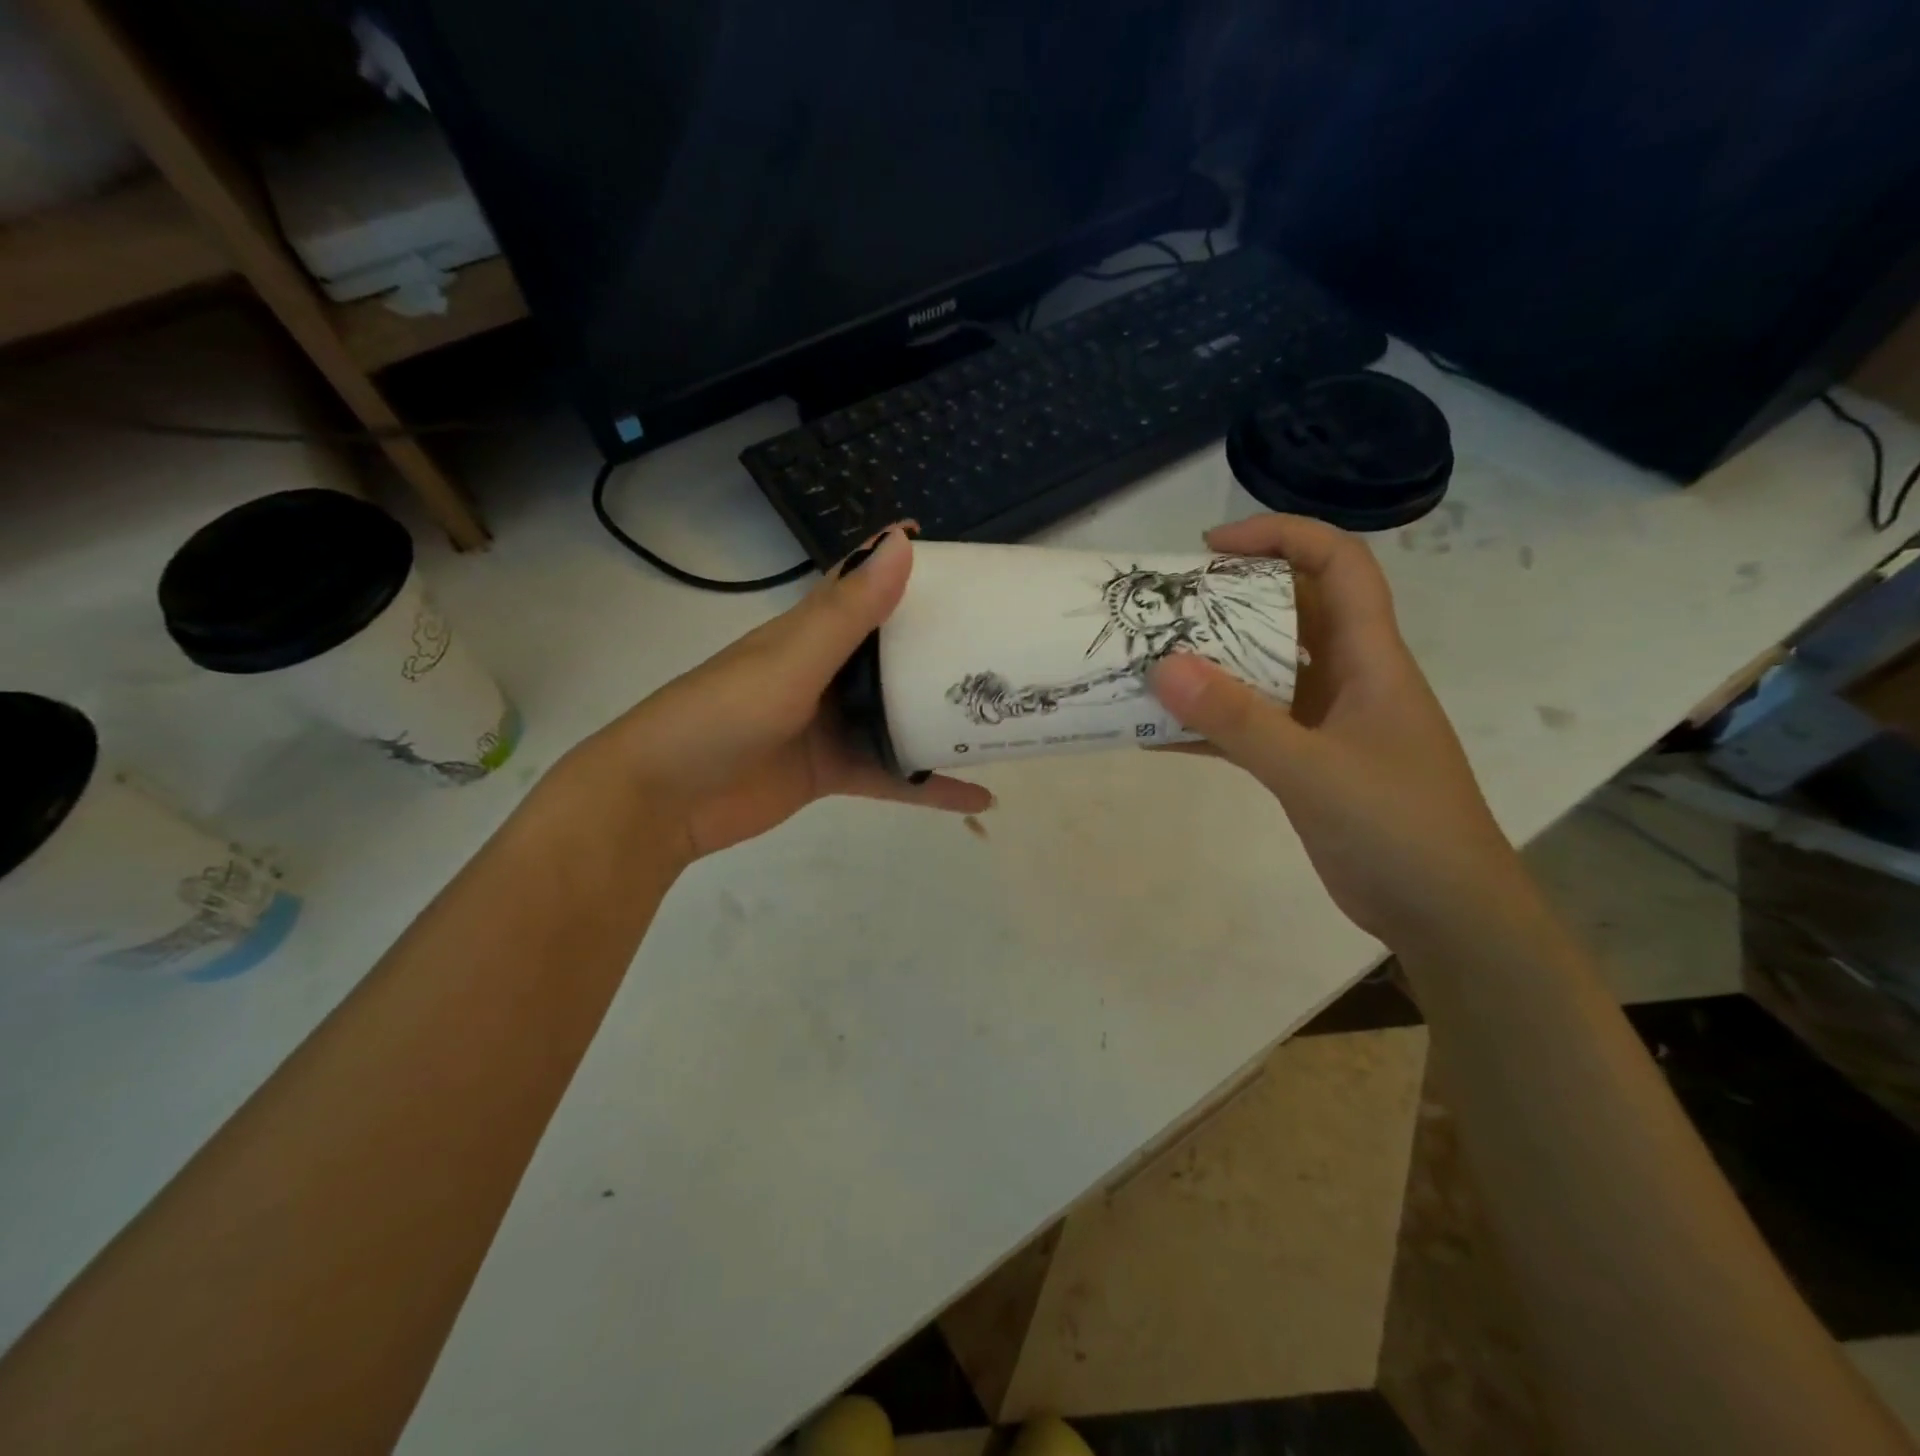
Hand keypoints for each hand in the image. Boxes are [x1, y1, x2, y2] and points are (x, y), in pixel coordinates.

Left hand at [581, 527, 991, 862]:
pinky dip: (930, 786)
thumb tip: (901, 543)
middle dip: (943, 644)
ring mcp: (830, 723)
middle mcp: (825, 671)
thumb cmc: (720, 717)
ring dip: (944, 715)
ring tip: (1005, 714)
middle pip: (894, 651)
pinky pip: (892, 774)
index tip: (967, 561)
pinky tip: (978, 794)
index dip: (907, 566)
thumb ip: (847, 612)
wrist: (661, 802)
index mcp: (810, 632)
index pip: (864, 585)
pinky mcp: (832, 771)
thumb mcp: (789, 662)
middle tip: (1007, 640)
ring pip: (899, 713)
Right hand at [1148, 514, 1525, 945]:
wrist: (1446, 915)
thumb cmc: (1400, 829)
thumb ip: (1239, 721)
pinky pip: (1252, 727)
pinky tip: (1159, 735)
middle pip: (1292, 612)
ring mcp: (1328, 722)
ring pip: (1265, 671)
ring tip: (1152, 662)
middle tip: (1166, 608)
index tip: (1212, 548)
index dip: (1281, 537)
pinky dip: (1210, 726)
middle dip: (1230, 600)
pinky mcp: (1308, 763)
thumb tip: (1163, 667)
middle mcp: (1350, 678)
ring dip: (1213, 665)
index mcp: (1371, 658)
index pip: (1338, 565)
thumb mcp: (1314, 771)